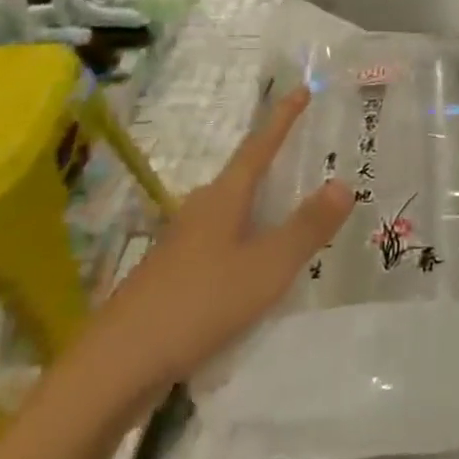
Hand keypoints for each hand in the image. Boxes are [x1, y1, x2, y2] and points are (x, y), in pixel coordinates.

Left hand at [96, 87, 352, 391]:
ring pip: (232, 213)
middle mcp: (200, 212)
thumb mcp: (266, 267)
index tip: (301, 89)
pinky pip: (221, 244)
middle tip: (307, 154)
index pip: (259, 147)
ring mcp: (182, 246)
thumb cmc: (197, 305)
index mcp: (223, 199)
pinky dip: (246, 242)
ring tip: (291, 211)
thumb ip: (306, 227)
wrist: (115, 368)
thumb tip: (343, 182)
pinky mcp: (173, 278)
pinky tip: (256, 269)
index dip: (282, 118)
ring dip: (261, 207)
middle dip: (273, 163)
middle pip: (243, 177)